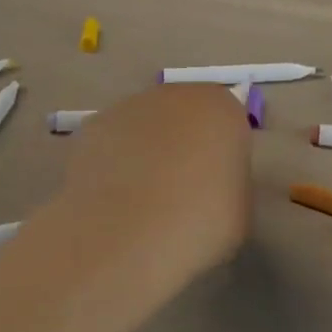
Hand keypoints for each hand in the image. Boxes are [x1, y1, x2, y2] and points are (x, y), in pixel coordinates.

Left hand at [62, 84, 251, 277]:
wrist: (126, 236)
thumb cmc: (199, 223)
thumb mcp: (239, 211)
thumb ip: (229, 184)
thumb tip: (212, 184)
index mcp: (221, 109)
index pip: (228, 123)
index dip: (222, 155)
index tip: (216, 187)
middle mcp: (175, 96)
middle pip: (184, 116)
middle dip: (183, 145)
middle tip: (180, 192)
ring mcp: (128, 107)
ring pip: (145, 127)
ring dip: (145, 152)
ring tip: (141, 202)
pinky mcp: (91, 127)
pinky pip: (111, 143)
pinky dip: (112, 164)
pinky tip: (111, 201)